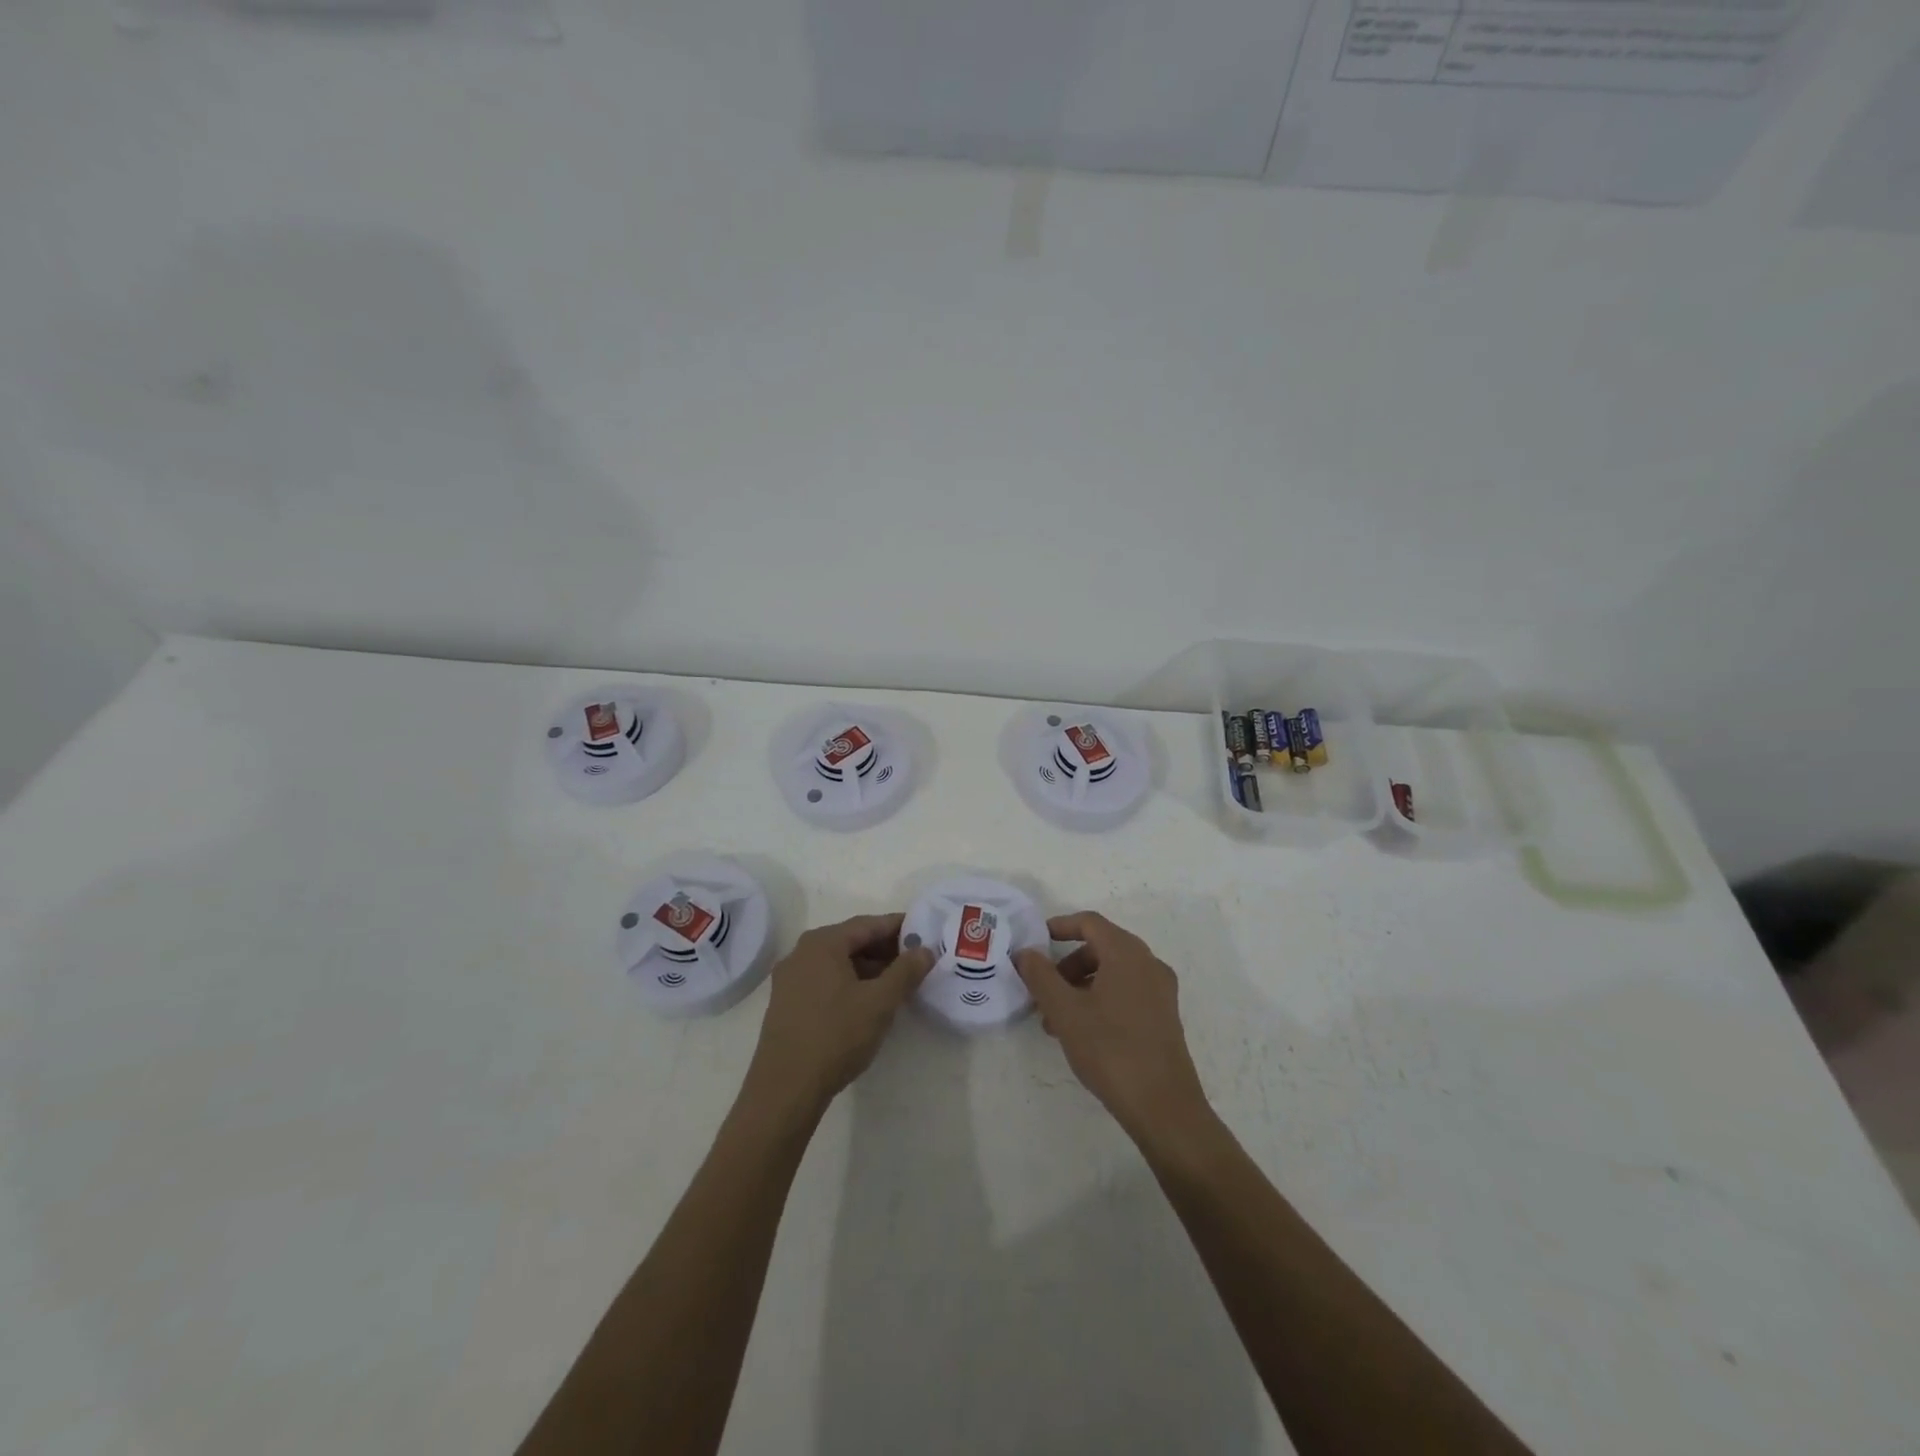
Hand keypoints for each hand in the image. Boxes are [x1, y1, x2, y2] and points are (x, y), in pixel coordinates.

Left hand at [744, 913, 933, 1115]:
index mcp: (822, 943)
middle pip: (851, 941)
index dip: (899, 927)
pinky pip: (824, 981)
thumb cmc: (836, 1036)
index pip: (868, 924)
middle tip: (915, 961)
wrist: (785, 1089)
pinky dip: (849, 983)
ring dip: (868, 968)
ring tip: (896, 985)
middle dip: (884, 949)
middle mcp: (801, 953)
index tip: (924, 932)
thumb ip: (906, 971)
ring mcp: (789, 979)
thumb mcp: (880, 1002)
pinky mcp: (786, 1004)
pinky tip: (866, 1003)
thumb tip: (925, 950)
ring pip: (837, 963)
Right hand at [1014, 912, 1212, 1144]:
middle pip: (1101, 947)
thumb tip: (1025, 953)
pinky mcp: (1164, 1016)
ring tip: (1055, 1020)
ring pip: (1113, 973)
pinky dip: (1100, 999)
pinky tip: (1081, 1033)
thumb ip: (1041, 976)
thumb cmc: (1110, 1049)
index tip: (1036, 942)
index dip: (1060, 926)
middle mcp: (1148, 964)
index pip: (1090, 923)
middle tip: (1044, 990)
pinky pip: (1126, 992)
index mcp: (1127, 953)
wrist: (1163, 1106)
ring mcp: (1160, 991)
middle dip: (1067, 964)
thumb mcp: (1065, 1011)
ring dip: (1081, 986)